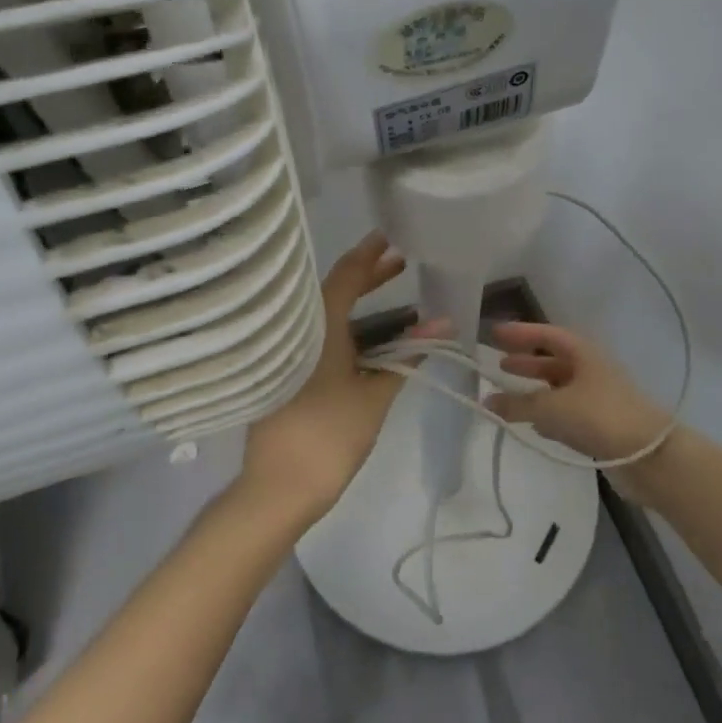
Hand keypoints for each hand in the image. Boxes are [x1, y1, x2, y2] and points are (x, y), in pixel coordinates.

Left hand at [237, 232, 410, 524]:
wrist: (279, 487)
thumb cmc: (329, 435)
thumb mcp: (375, 395)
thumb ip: (408, 357)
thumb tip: (443, 324)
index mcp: (317, 327)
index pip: (345, 277)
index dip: (369, 255)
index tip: (388, 235)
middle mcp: (298, 331)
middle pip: (333, 291)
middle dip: (367, 276)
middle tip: (399, 261)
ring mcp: (290, 353)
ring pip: (324, 314)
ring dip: (356, 301)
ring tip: (388, 288)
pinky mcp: (288, 373)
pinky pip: (318, 335)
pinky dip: (344, 325)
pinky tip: (365, 332)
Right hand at [485, 322, 671, 464]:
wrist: (651, 456)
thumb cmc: (599, 416)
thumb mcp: (552, 407)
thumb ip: (518, 404)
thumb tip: (487, 401)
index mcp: (584, 353)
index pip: (547, 335)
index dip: (521, 333)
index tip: (495, 334)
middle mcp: (592, 370)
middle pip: (554, 361)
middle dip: (527, 362)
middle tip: (500, 365)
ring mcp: (599, 398)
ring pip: (560, 389)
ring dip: (536, 390)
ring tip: (510, 396)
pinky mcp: (602, 425)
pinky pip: (568, 413)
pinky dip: (549, 415)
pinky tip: (533, 425)